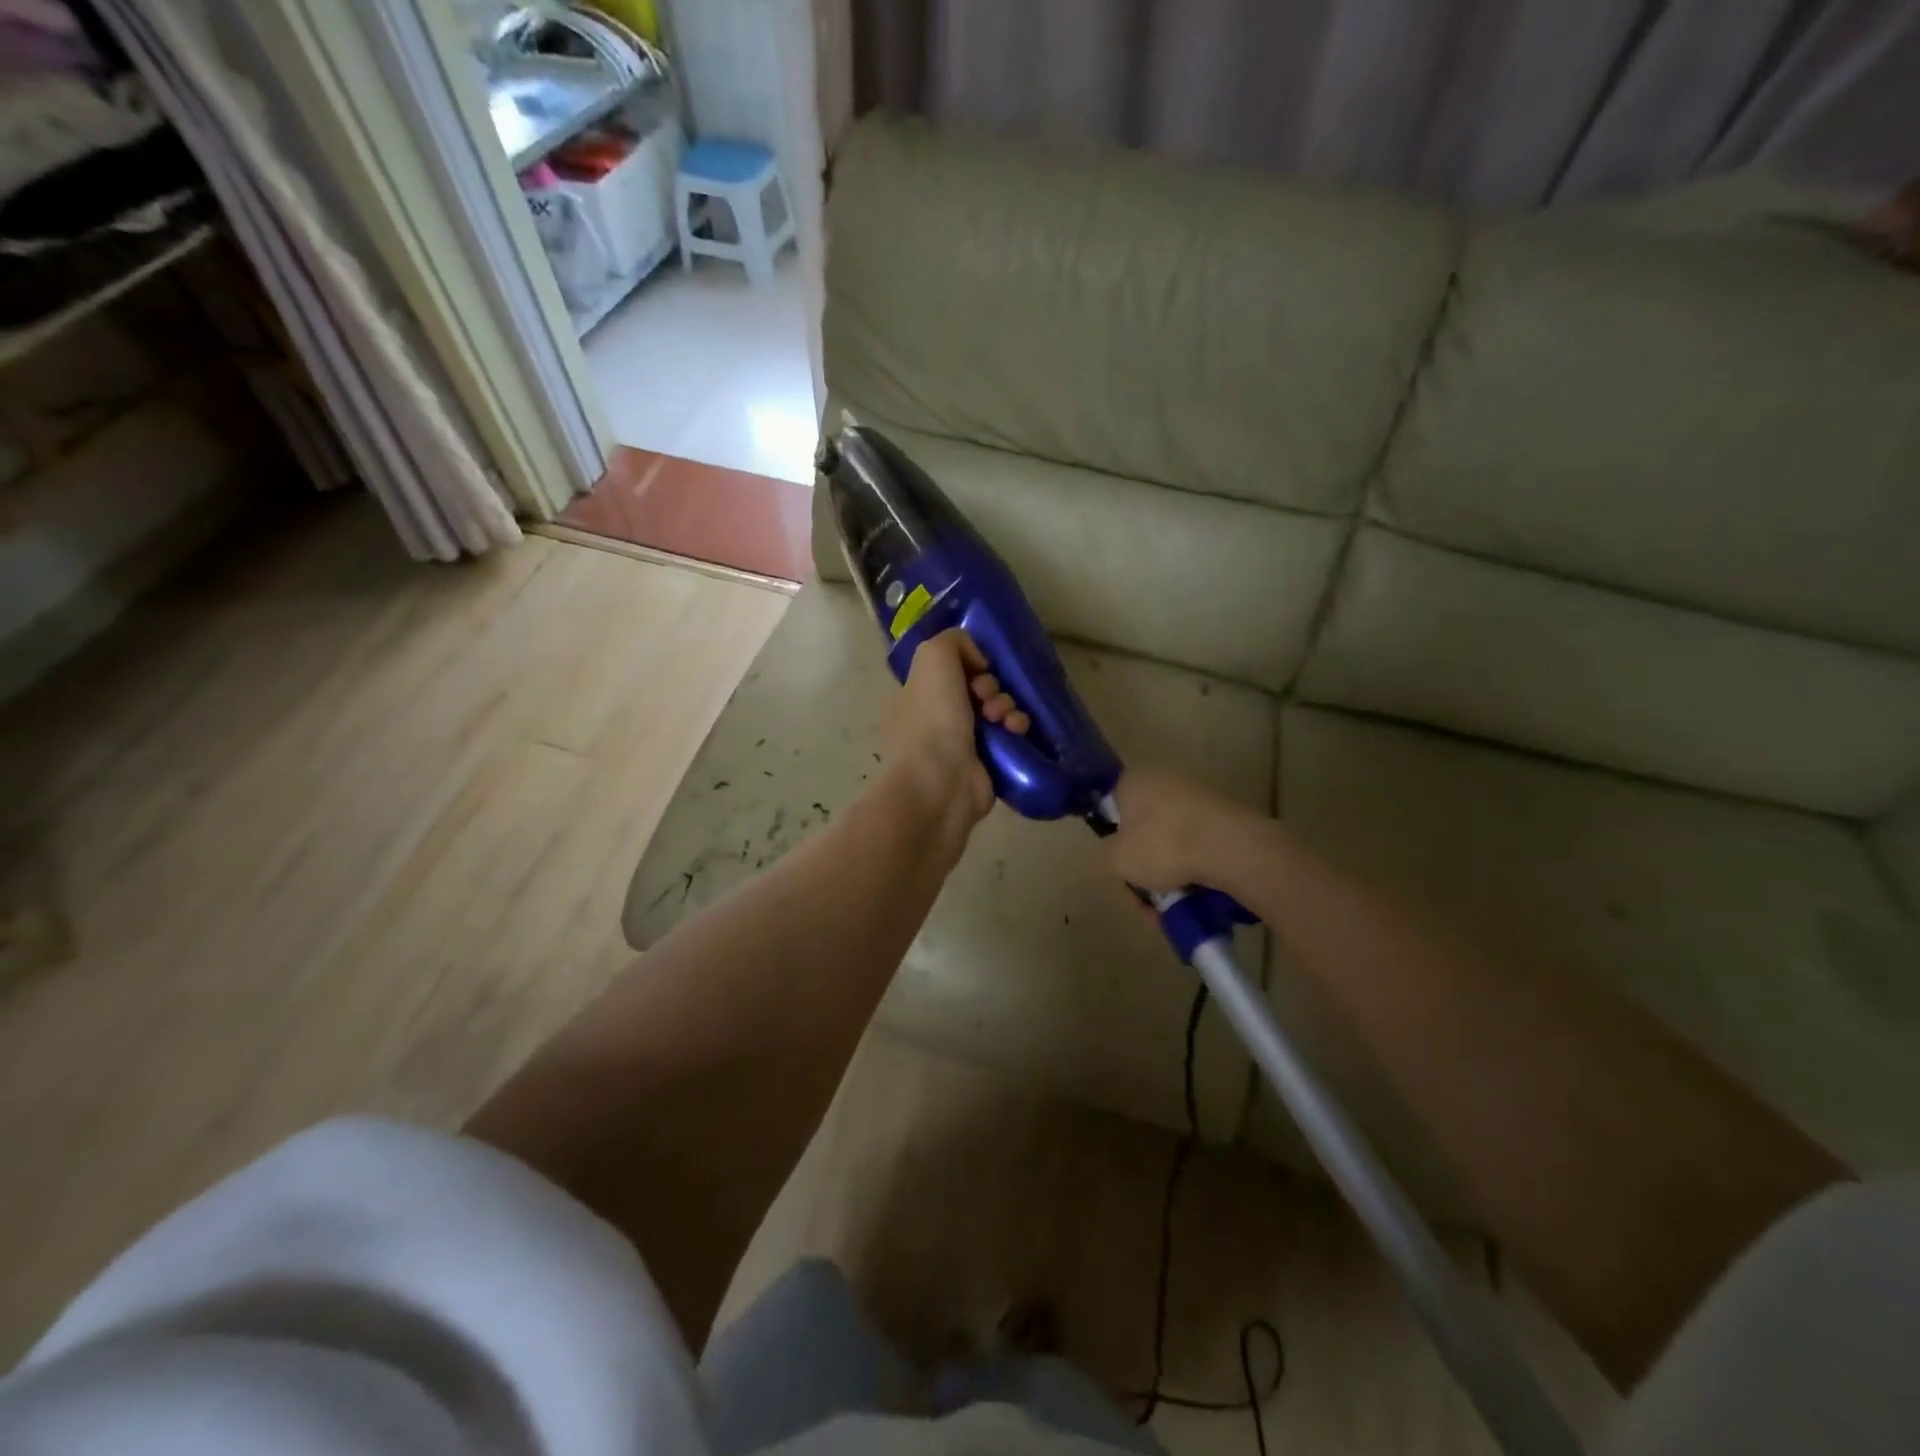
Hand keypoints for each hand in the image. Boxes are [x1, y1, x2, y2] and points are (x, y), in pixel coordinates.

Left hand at [882, 629, 1028, 823]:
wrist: (942, 782)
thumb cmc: (932, 718)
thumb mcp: (933, 657)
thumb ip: (953, 641)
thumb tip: (977, 661)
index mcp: (913, 696)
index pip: (947, 669)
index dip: (968, 663)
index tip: (977, 669)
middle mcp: (931, 720)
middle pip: (974, 688)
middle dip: (990, 686)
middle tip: (987, 696)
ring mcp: (957, 746)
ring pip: (994, 710)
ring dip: (1006, 705)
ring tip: (1003, 717)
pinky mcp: (983, 766)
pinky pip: (1007, 737)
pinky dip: (1015, 728)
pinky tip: (1016, 730)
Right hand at [1105, 766, 1267, 893]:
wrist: (1233, 849)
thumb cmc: (1164, 845)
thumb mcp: (1117, 859)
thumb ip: (1102, 856)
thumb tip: (1109, 854)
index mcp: (1134, 779)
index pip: (1110, 803)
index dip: (1109, 836)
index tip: (1115, 863)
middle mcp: (1164, 779)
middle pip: (1142, 827)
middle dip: (1140, 864)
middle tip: (1140, 895)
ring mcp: (1197, 796)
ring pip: (1170, 840)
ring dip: (1165, 873)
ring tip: (1166, 909)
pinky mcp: (1223, 816)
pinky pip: (1196, 845)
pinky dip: (1190, 870)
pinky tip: (1190, 900)